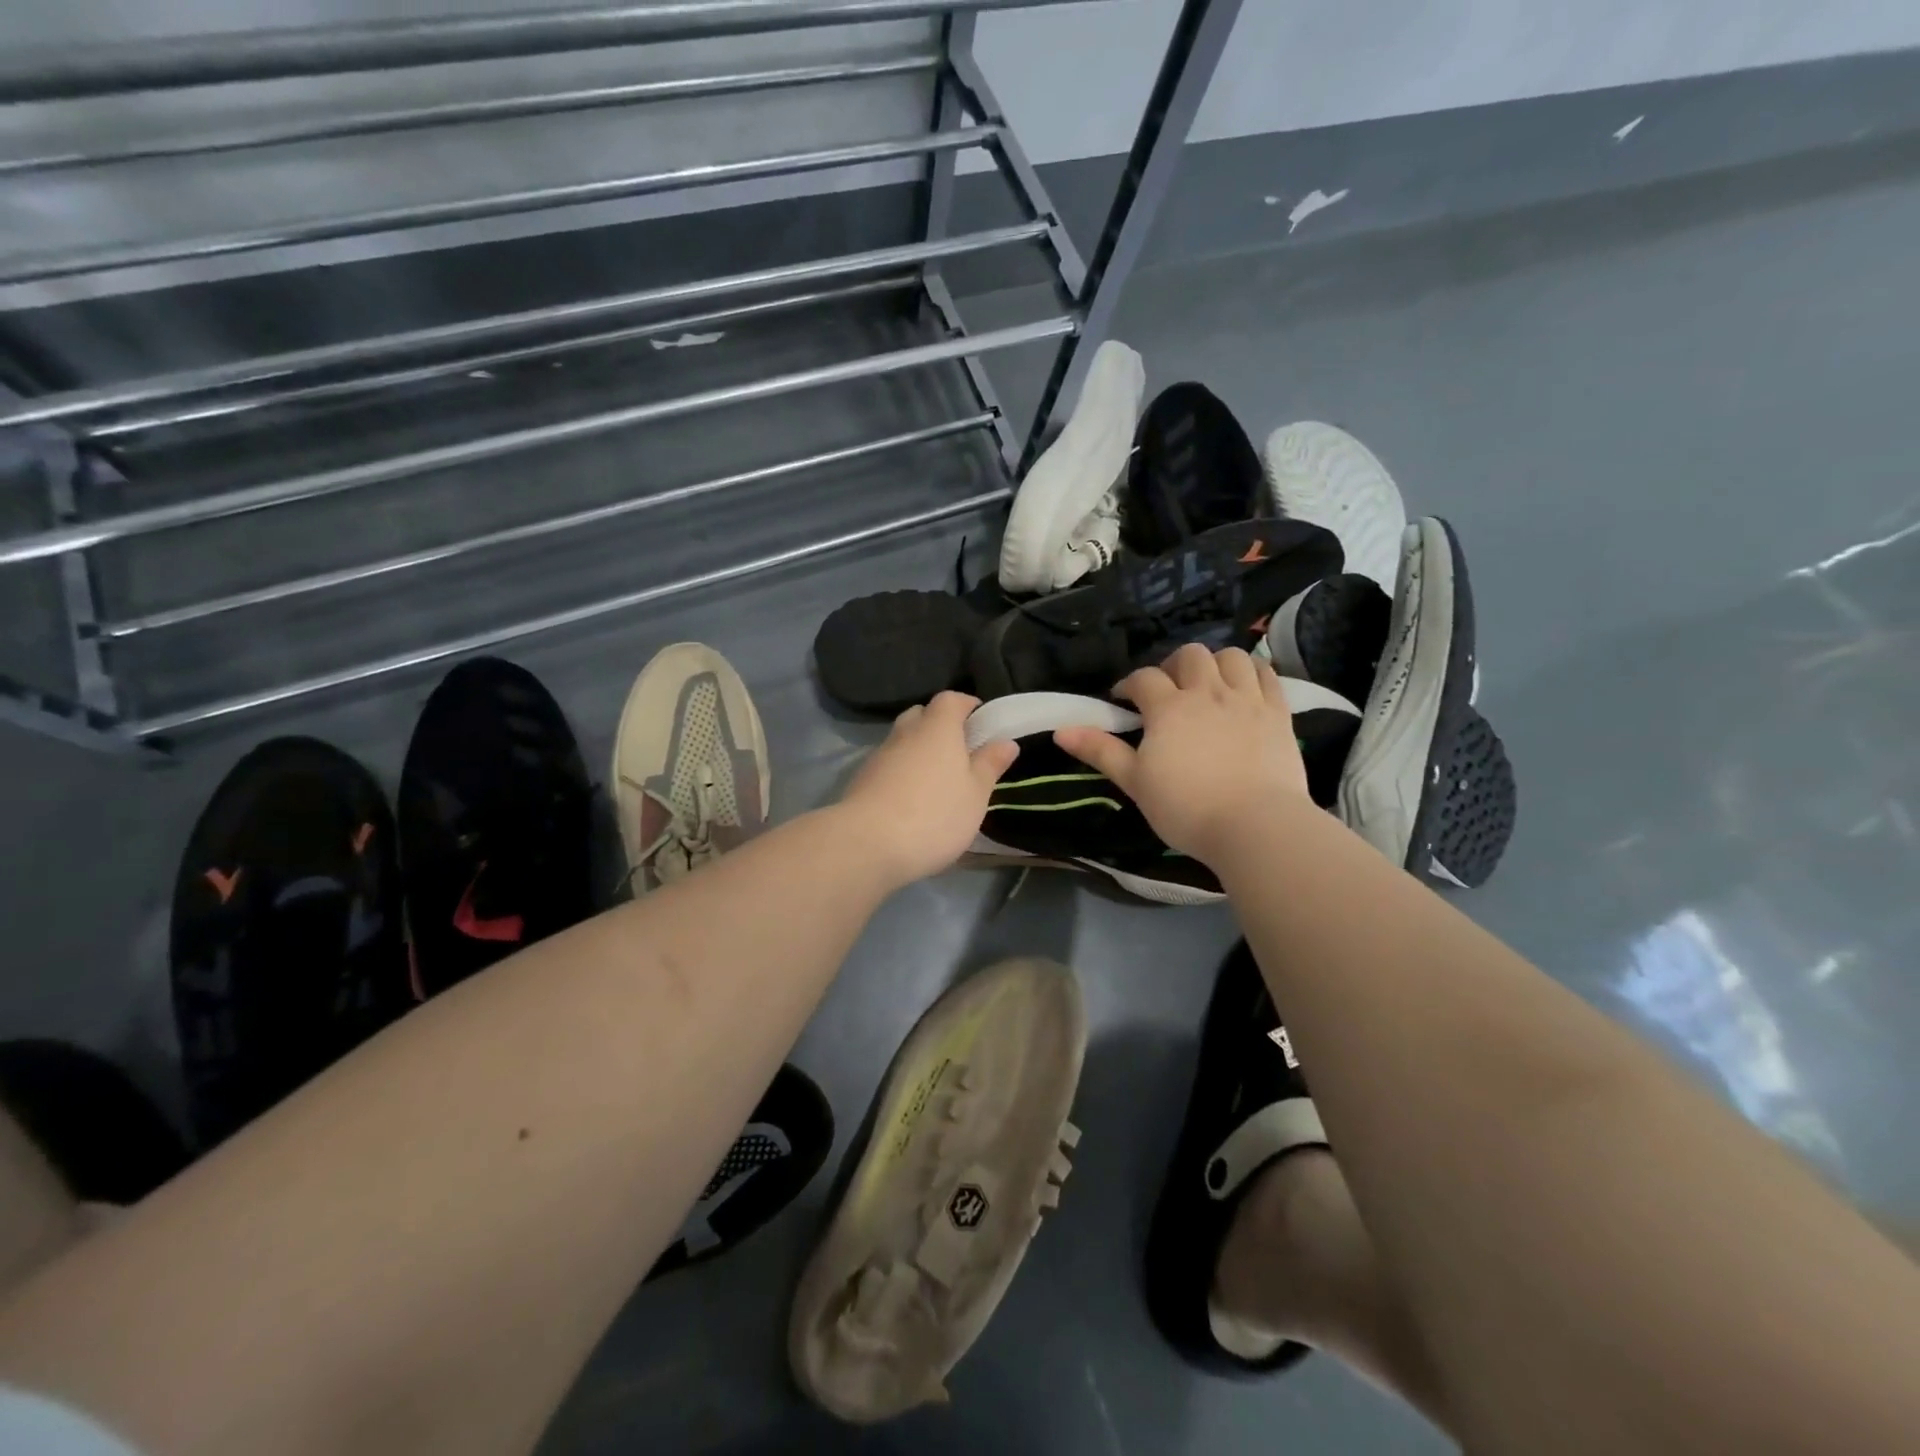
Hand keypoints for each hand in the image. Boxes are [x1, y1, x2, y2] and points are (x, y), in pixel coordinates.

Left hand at [836, 692, 1019, 886]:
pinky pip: (888, 765)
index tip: (981, 721)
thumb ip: (989, 765)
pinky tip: (911, 800)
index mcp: (937, 728)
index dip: (966, 705)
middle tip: (959, 752)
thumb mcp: (975, 794)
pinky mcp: (862, 780)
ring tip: (937, 780)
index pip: (950, 699)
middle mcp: (906, 733)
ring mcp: (879, 756)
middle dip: (940, 726)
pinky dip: (901, 773)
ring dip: (918, 751)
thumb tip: (1006, 742)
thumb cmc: (934, 815)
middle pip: (922, 716)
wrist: (867, 844)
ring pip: (902, 741)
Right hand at [1055, 645, 1308, 864]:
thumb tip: (1060, 731)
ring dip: (1215, 663)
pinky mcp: (1278, 713)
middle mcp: (1207, 692)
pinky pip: (1267, 675)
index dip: (1129, 685)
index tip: (1122, 701)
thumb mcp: (1135, 782)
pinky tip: (1246, 687)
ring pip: (1231, 657)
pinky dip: (1254, 673)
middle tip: (1168, 691)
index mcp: (1168, 708)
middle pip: (1189, 655)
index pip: (1143, 679)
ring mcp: (1247, 699)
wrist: (1255, 825)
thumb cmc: (1186, 808)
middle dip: (1173, 666)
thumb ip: (1100, 751)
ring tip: (1208, 685)